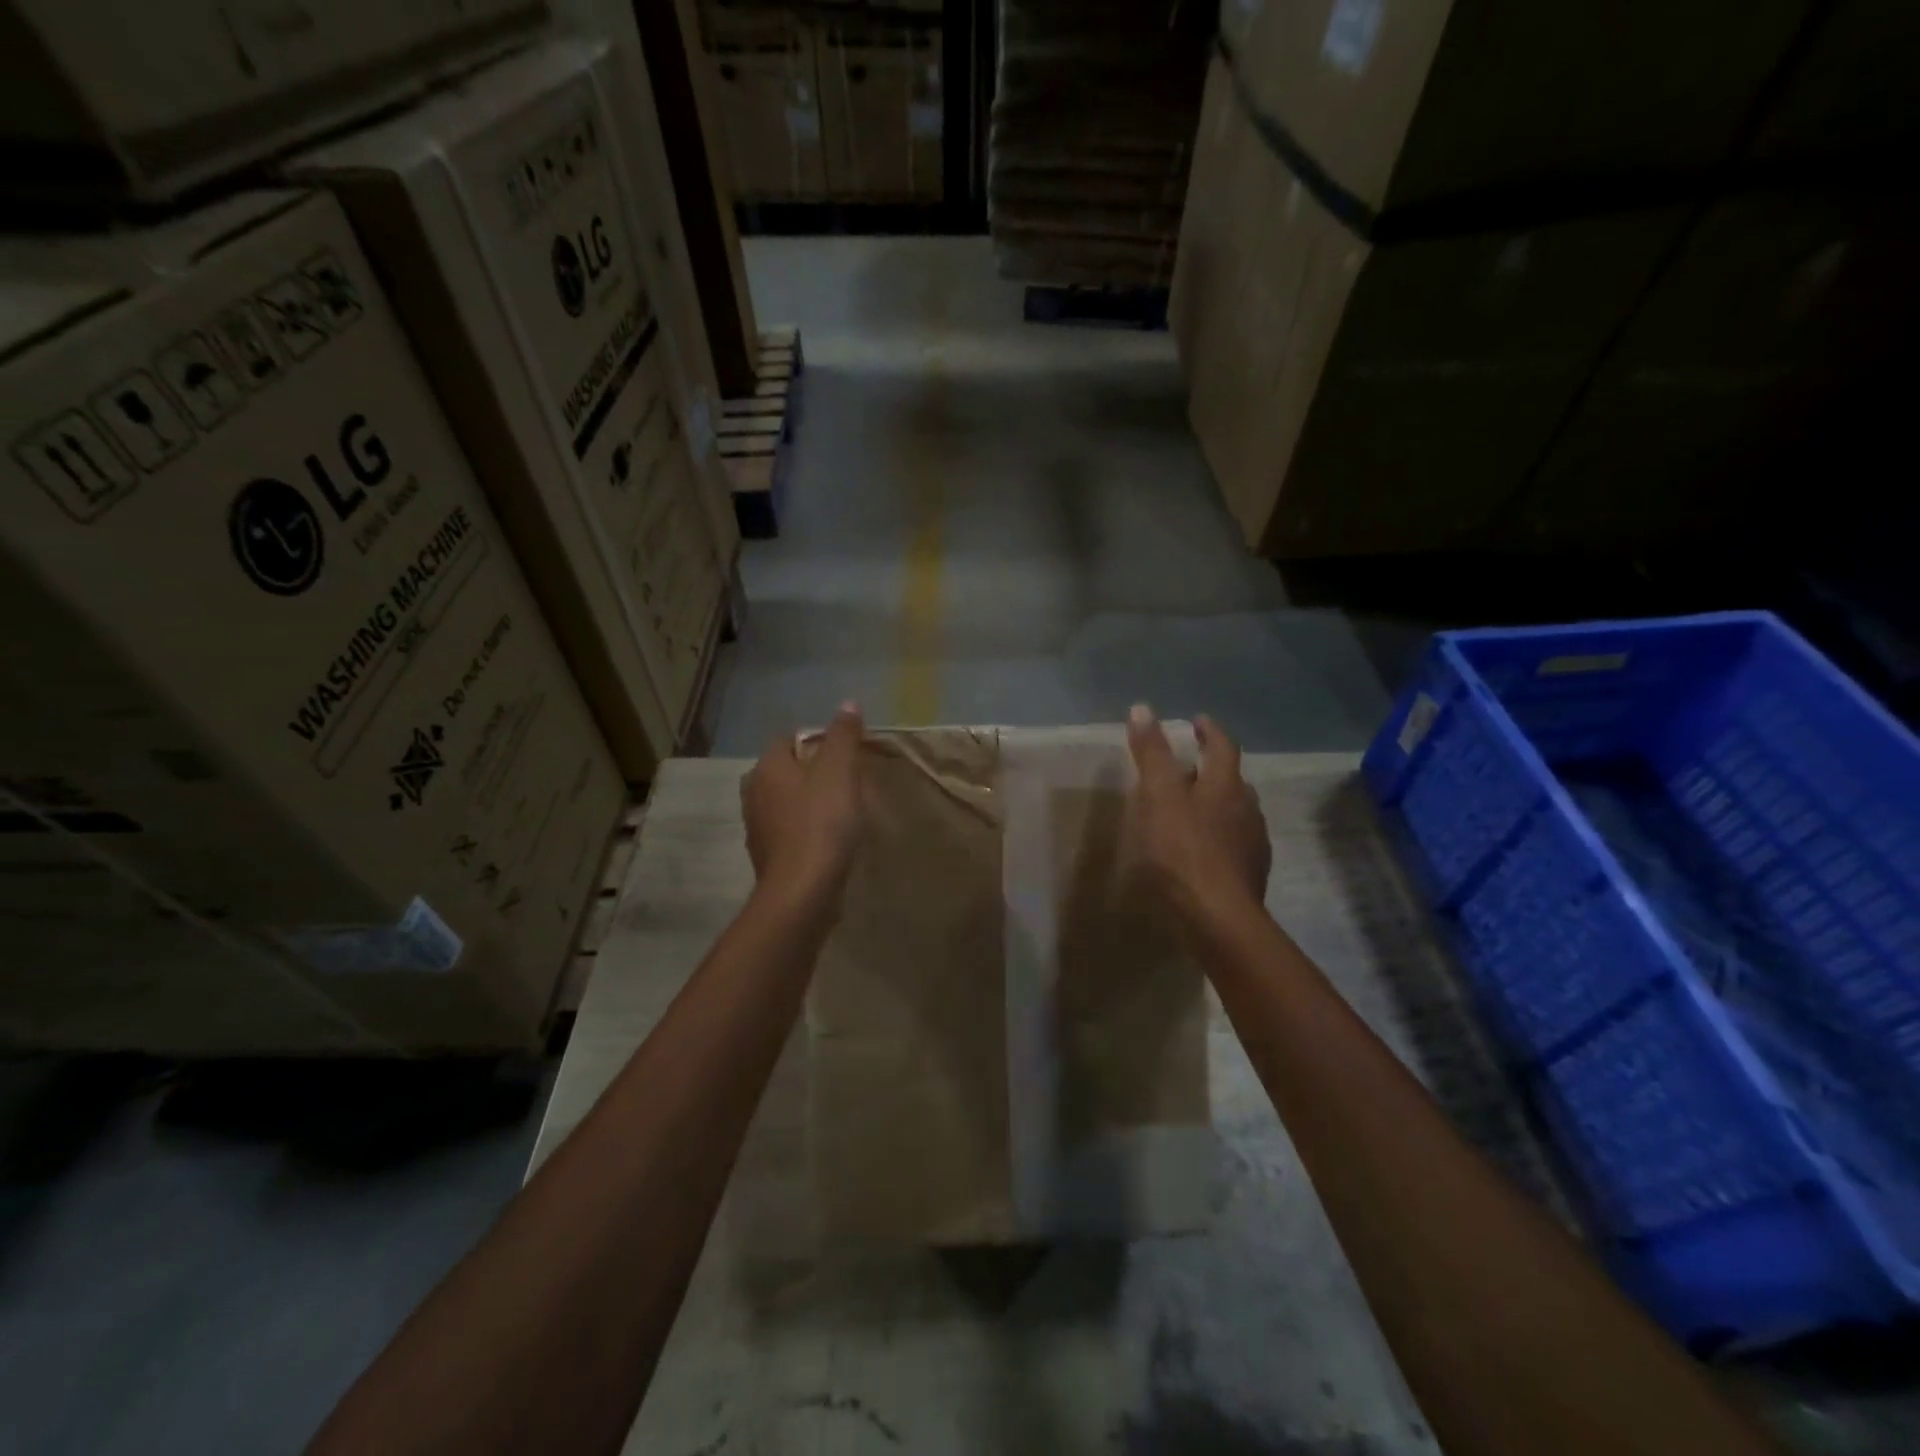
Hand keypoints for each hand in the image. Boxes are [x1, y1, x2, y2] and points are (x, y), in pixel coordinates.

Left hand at [741, 702, 865, 903]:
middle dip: (813, 772)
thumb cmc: (822, 823)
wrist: (803, 892)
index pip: (789, 739)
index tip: (847, 753)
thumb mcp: (840, 771)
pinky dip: (806, 830)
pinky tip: (829, 840)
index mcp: (768, 768)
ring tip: (842, 810)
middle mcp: (754, 794)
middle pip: (786, 771)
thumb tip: (847, 704)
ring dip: (809, 802)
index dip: (818, 740)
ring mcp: (758, 828)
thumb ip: (843, 736)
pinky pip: (789, 832)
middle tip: (847, 780)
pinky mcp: (769, 858)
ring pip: (786, 803)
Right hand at [1126, 705, 1270, 925]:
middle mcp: (1247, 809)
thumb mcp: (1158, 796)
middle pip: (1232, 780)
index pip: (1222, 746)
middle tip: (1187, 768)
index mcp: (1226, 785)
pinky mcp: (1249, 874)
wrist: (1218, 918)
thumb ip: (1152, 753)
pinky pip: (1233, 843)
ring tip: (1191, 809)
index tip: (1197, 721)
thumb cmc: (1183, 851)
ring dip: (1216, 804)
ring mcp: (1252, 844)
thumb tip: (1142, 708)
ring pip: (1235, 813)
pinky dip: (1216, 836)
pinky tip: (1200, 850)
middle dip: (1212, 769)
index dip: (1209, 731)